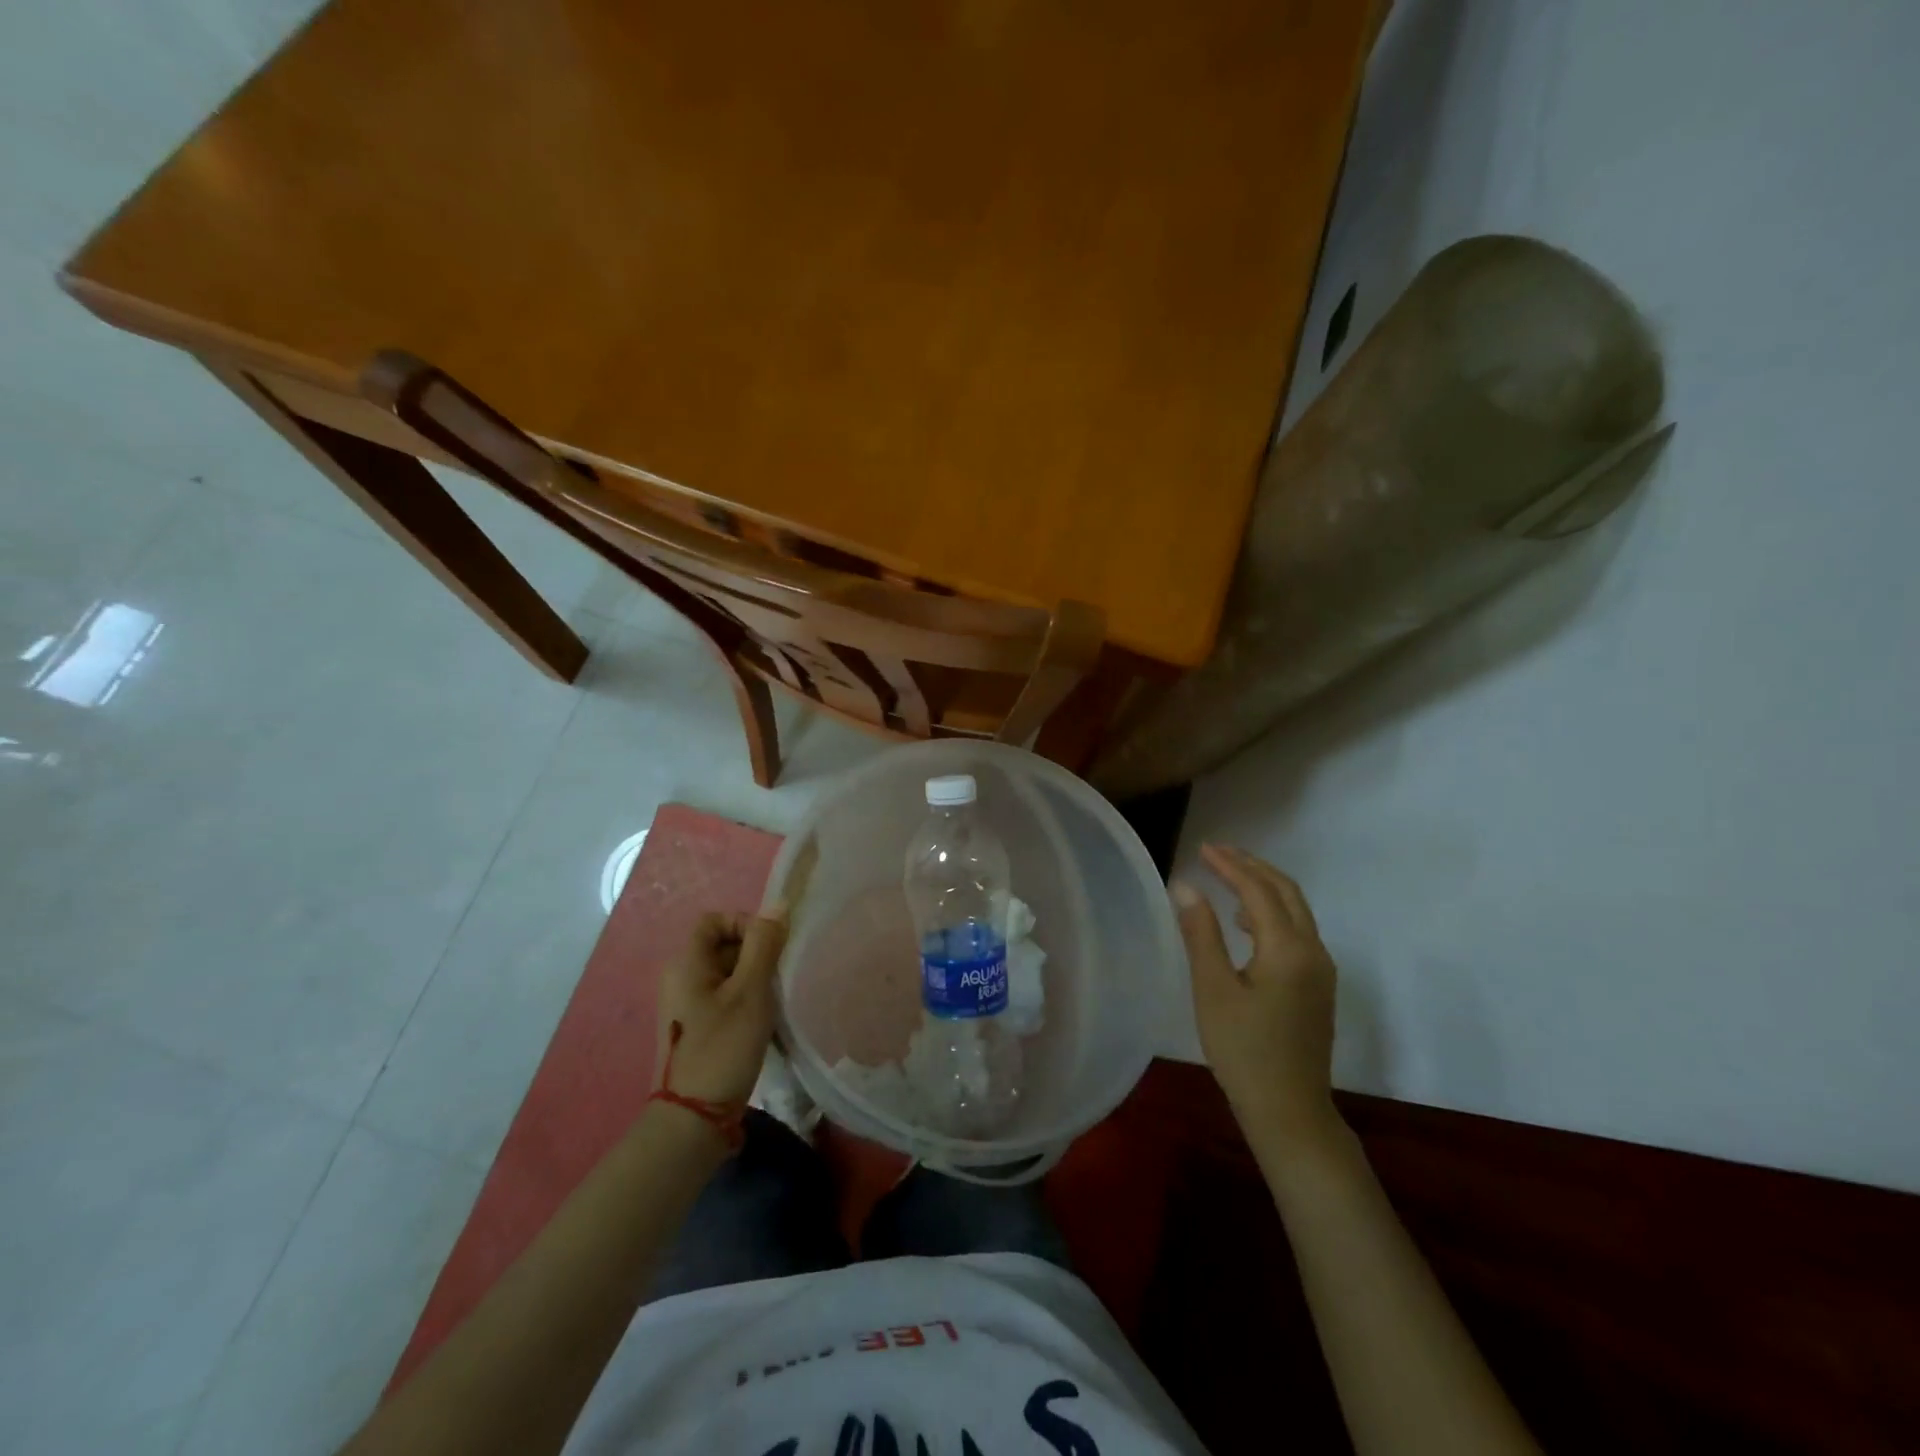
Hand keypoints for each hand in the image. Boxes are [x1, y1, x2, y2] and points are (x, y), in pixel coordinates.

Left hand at [654, 910, 786, 1106]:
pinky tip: (759, 1023)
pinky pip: (720, 997)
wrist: (693, 1118)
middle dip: (753, 953)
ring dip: (751, 979)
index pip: (715, 919)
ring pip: (724, 973)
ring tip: (771, 1002)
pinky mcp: (692, 1028)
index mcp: (686, 963)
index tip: (770, 948)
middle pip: (720, 945)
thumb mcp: (751, 991)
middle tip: (776, 976)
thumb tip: (777, 905)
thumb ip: (764, 945)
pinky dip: (742, 1000)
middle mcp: (678, 978)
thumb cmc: (723, 1046)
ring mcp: (683, 1005)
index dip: (745, 923)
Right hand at [1172, 844, 1343, 1156]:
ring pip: (1296, 910)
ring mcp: (1321, 970)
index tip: (1202, 848)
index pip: (1258, 891)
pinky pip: (1298, 931)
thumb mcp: (1213, 990)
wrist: (1290, 1110)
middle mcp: (1313, 951)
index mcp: (1288, 949)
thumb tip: (1186, 886)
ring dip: (1263, 887)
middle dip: (1252, 866)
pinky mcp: (1318, 986)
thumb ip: (1201, 934)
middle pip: (1286, 892)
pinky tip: (1245, 923)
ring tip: (1227, 878)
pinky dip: (1272, 912)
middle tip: (1217, 852)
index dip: (1230, 865)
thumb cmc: (1243, 1051)